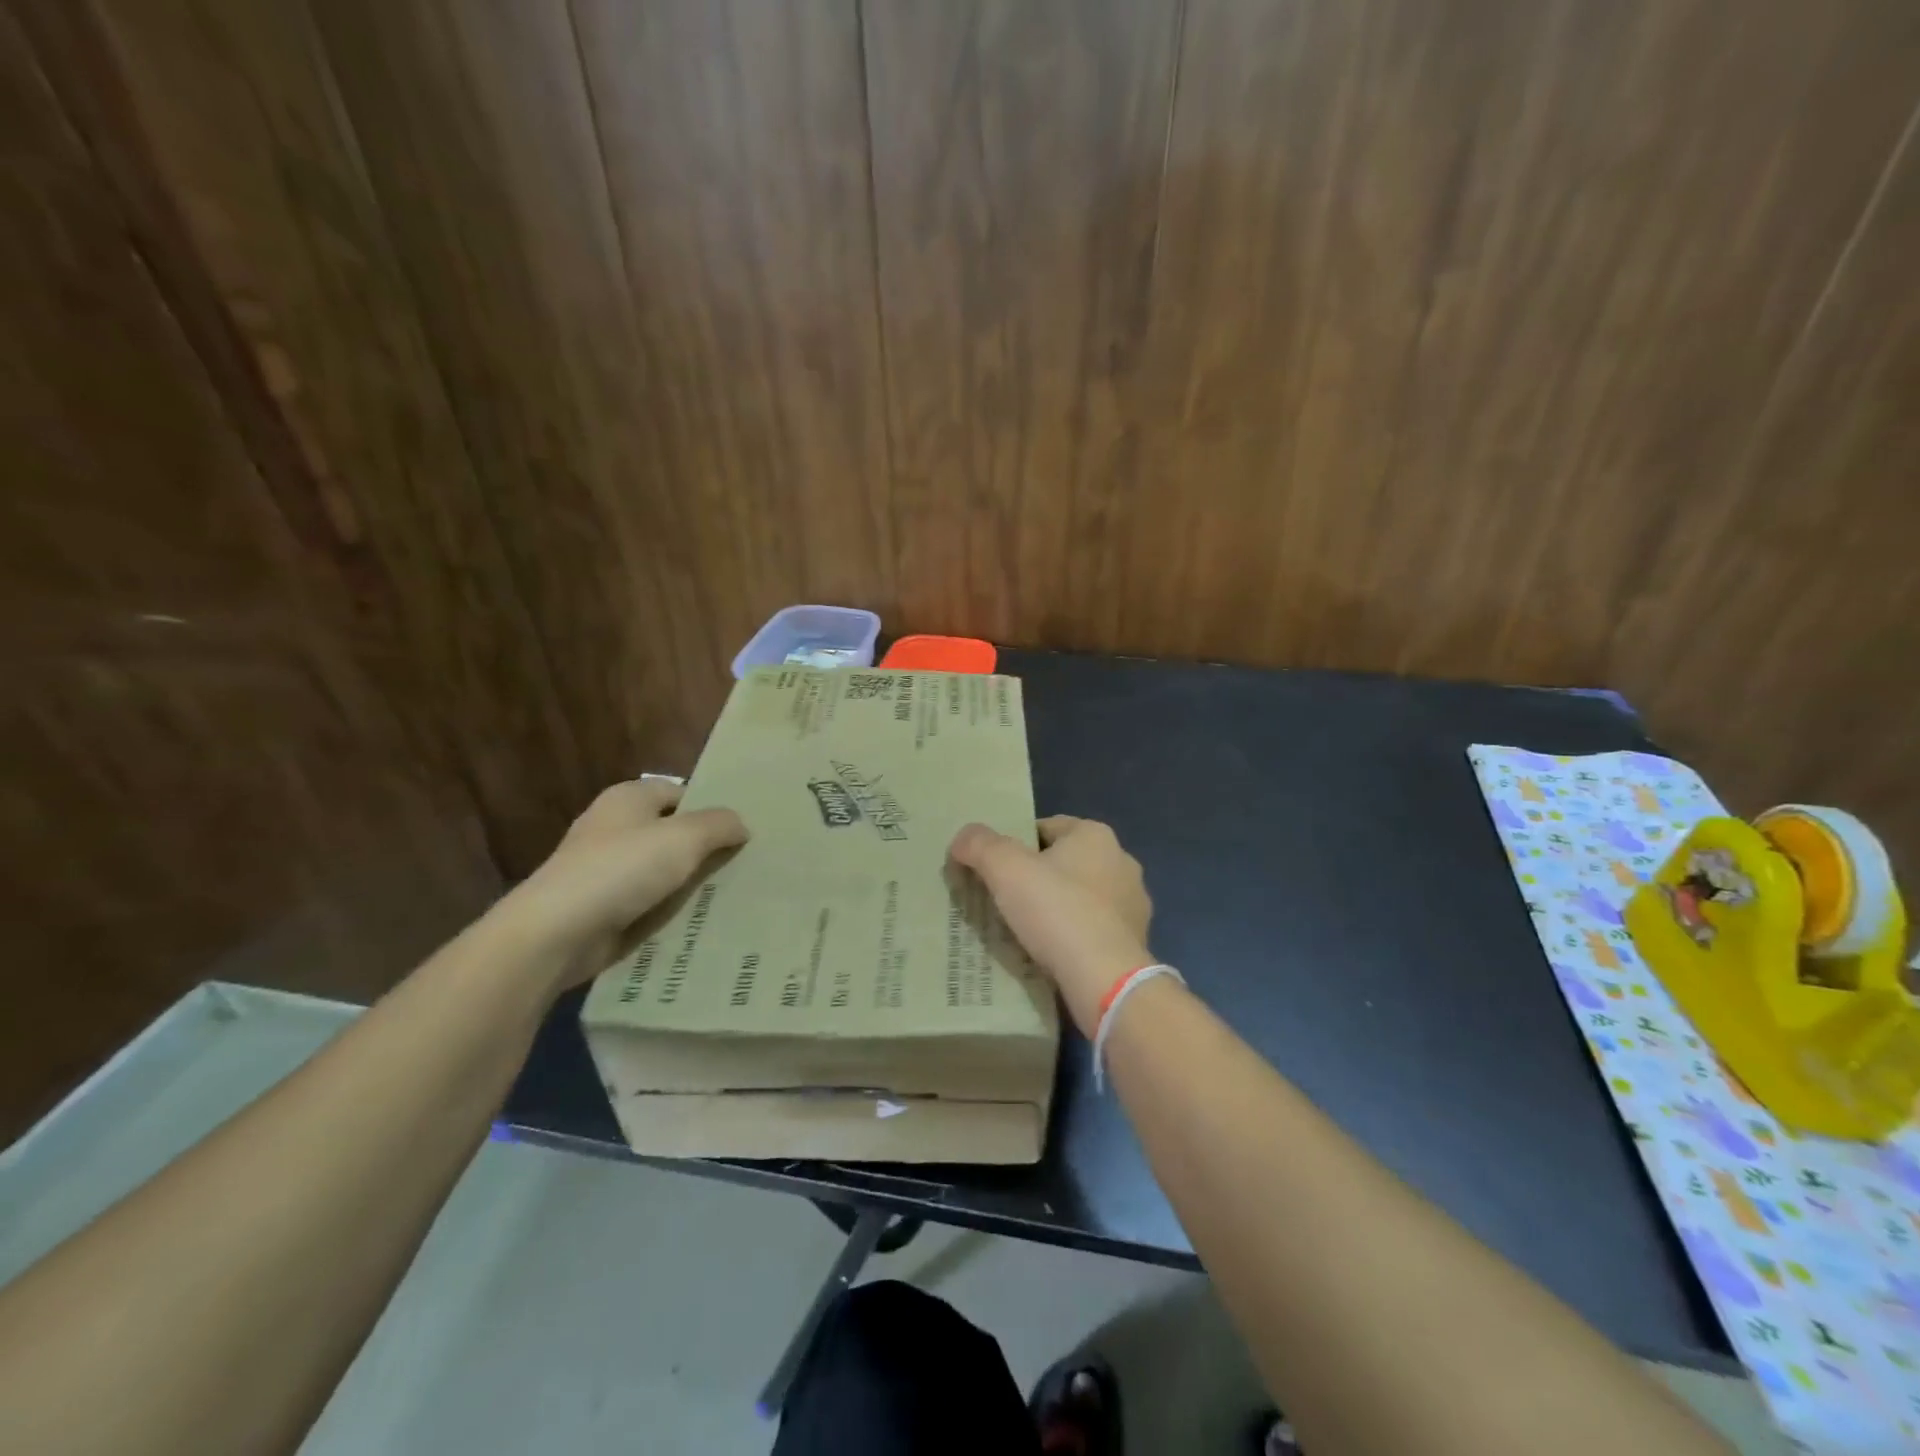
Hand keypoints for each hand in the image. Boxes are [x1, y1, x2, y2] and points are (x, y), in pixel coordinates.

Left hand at [499, 779, 747, 984]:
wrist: (557, 933)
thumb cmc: (621, 869)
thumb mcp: (684, 838)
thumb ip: (719, 824)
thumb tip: (741, 825)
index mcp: (628, 799)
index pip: (681, 793)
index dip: (712, 808)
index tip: (745, 830)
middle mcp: (615, 828)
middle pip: (674, 832)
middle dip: (707, 848)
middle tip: (749, 862)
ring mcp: (607, 870)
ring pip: (664, 870)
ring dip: (692, 883)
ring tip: (736, 893)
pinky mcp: (604, 907)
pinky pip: (650, 902)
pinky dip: (671, 910)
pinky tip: (702, 921)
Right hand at [948, 815, 1153, 1035]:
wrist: (1105, 979)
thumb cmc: (1057, 911)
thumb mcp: (1005, 869)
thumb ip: (979, 845)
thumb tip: (962, 838)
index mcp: (1095, 835)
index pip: (1047, 827)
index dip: (1016, 845)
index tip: (995, 870)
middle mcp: (1121, 861)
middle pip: (1065, 862)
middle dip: (1038, 877)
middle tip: (1005, 901)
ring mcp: (1134, 903)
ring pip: (1082, 897)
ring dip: (1059, 908)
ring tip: (1026, 931)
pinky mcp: (1135, 940)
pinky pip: (1095, 929)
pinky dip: (1075, 936)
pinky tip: (1053, 955)